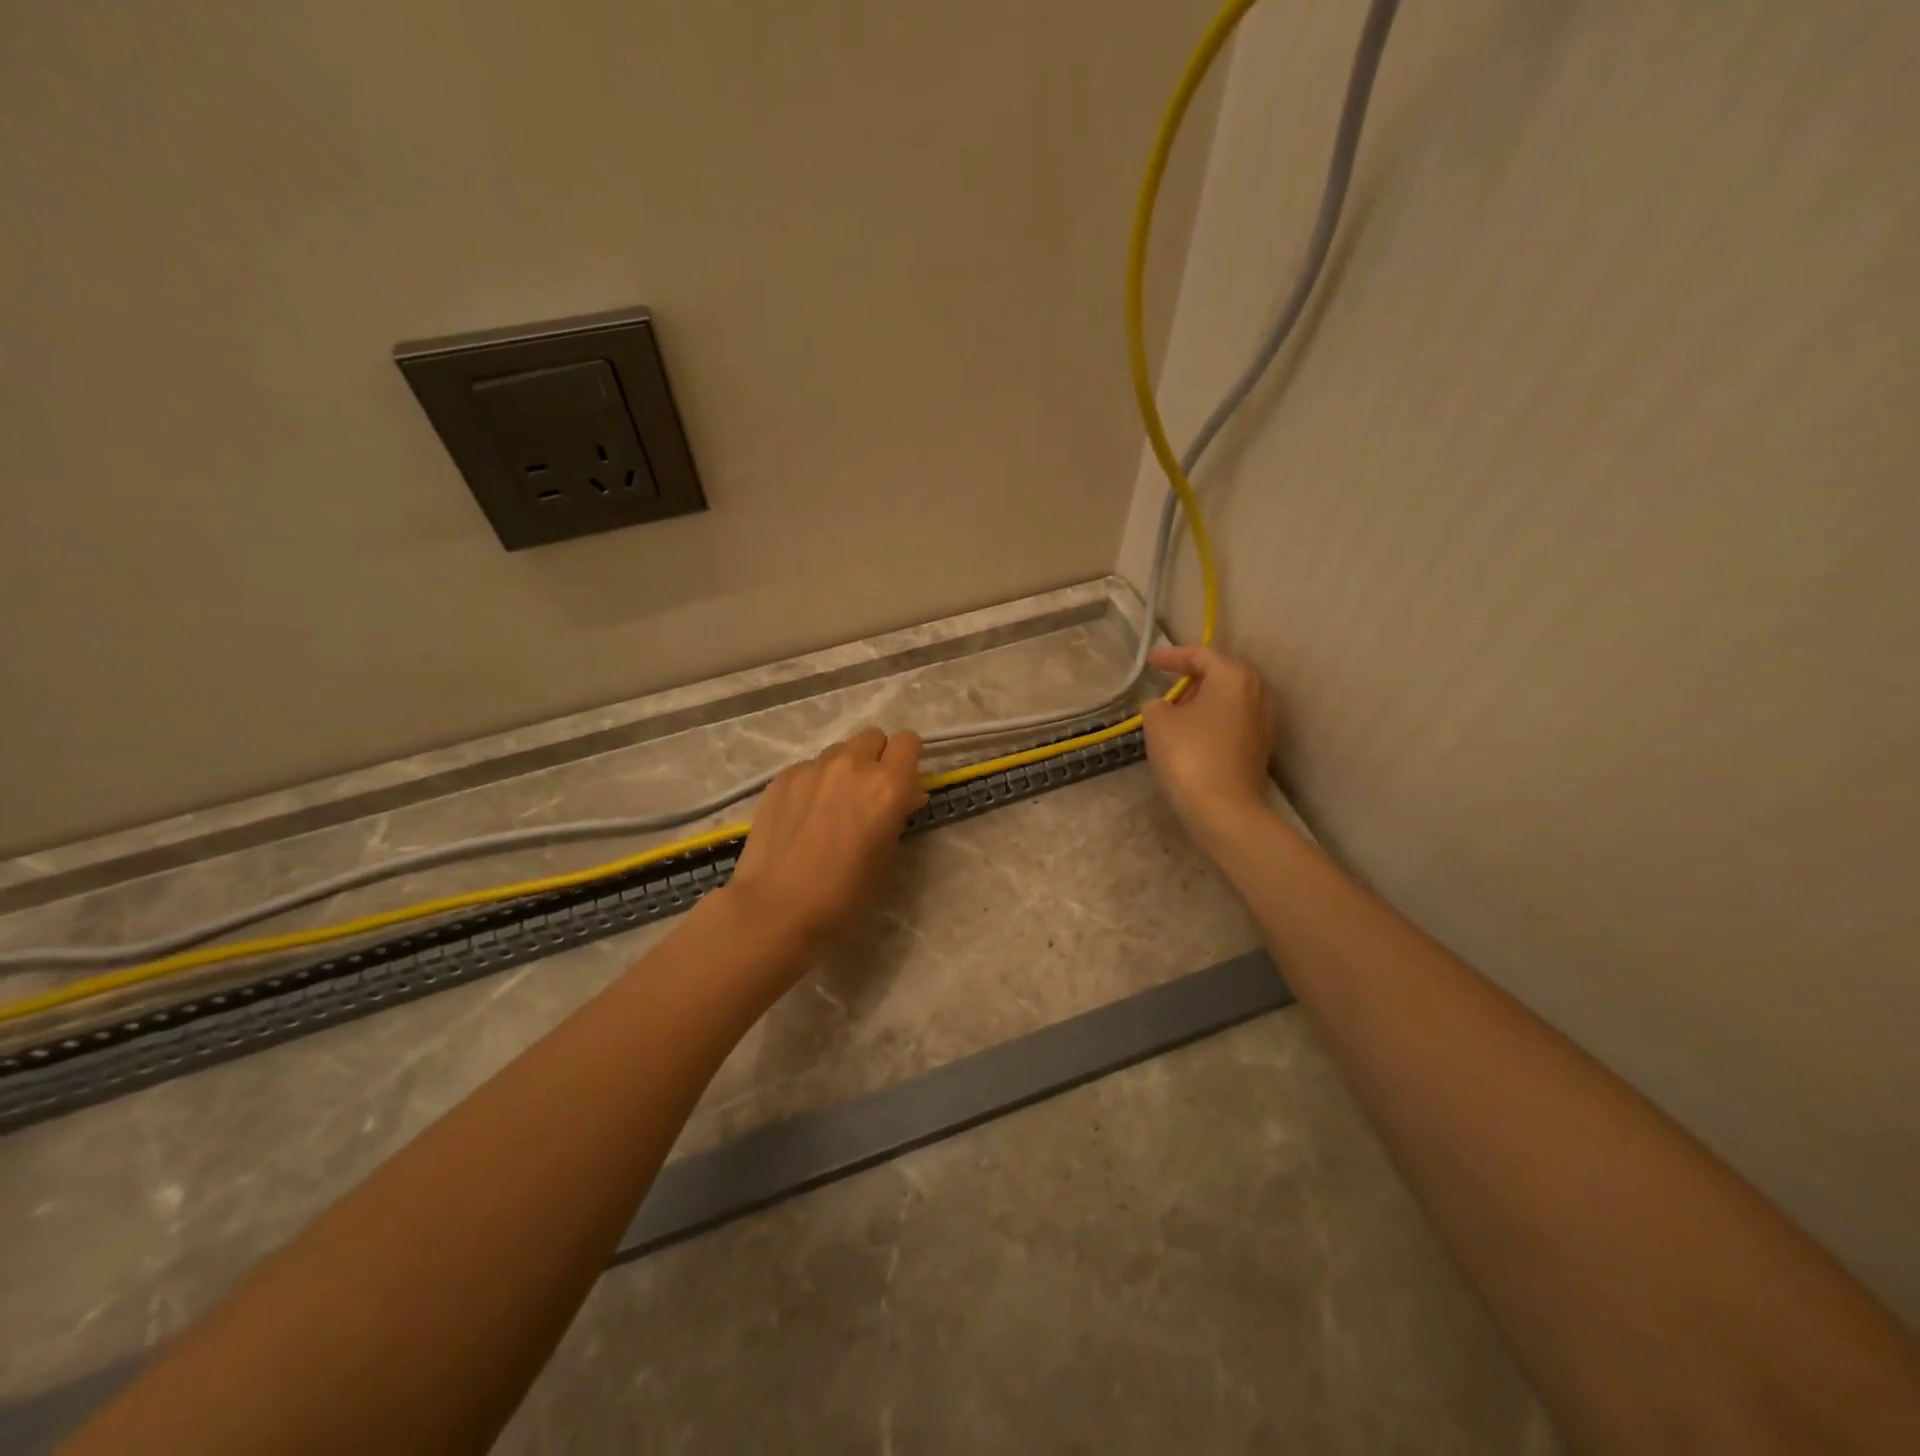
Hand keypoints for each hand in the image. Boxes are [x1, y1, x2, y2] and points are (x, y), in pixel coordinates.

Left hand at [723, 727, 927, 948]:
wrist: (777, 906)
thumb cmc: (844, 892)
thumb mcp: (887, 856)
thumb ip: (897, 815)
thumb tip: (902, 796)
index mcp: (887, 785)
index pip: (908, 742)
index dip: (908, 760)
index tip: (903, 784)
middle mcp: (852, 765)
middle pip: (873, 737)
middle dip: (877, 758)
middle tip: (869, 793)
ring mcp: (812, 768)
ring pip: (839, 750)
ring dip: (845, 768)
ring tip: (833, 804)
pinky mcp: (783, 777)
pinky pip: (809, 767)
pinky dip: (814, 782)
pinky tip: (803, 815)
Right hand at [1140, 645, 1278, 842]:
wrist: (1224, 809)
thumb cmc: (1189, 755)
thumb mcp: (1158, 722)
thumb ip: (1157, 704)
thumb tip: (1165, 707)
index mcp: (1234, 677)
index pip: (1201, 655)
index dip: (1172, 656)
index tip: (1150, 661)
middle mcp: (1258, 692)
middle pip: (1223, 673)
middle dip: (1194, 675)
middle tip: (1168, 681)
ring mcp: (1265, 721)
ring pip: (1231, 698)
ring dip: (1205, 699)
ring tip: (1179, 709)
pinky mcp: (1262, 746)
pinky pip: (1235, 719)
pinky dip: (1214, 718)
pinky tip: (1194, 732)